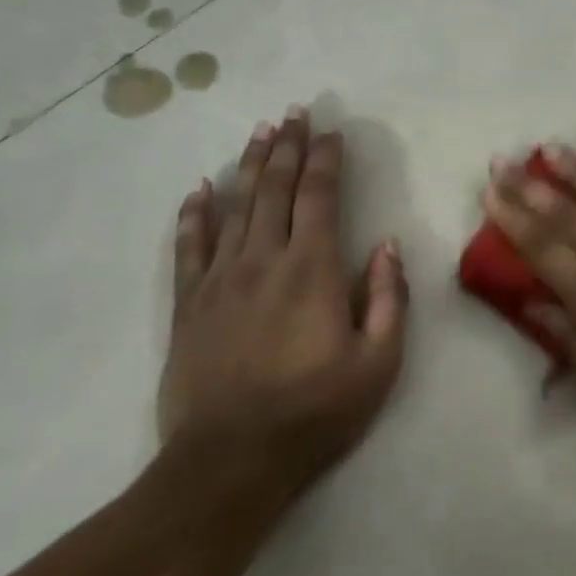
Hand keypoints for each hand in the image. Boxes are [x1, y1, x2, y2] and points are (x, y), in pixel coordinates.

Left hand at [161, 108, 407, 501]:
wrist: (230, 462)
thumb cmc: (314, 412)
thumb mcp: (378, 363)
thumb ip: (387, 298)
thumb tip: (385, 246)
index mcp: (312, 269)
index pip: (318, 196)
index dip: (325, 159)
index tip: (331, 132)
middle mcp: (263, 260)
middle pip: (274, 189)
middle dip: (287, 147)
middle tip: (293, 113)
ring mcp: (220, 280)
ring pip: (235, 207)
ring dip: (249, 166)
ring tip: (259, 133)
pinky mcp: (188, 305)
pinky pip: (188, 248)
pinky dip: (194, 215)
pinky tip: (199, 190)